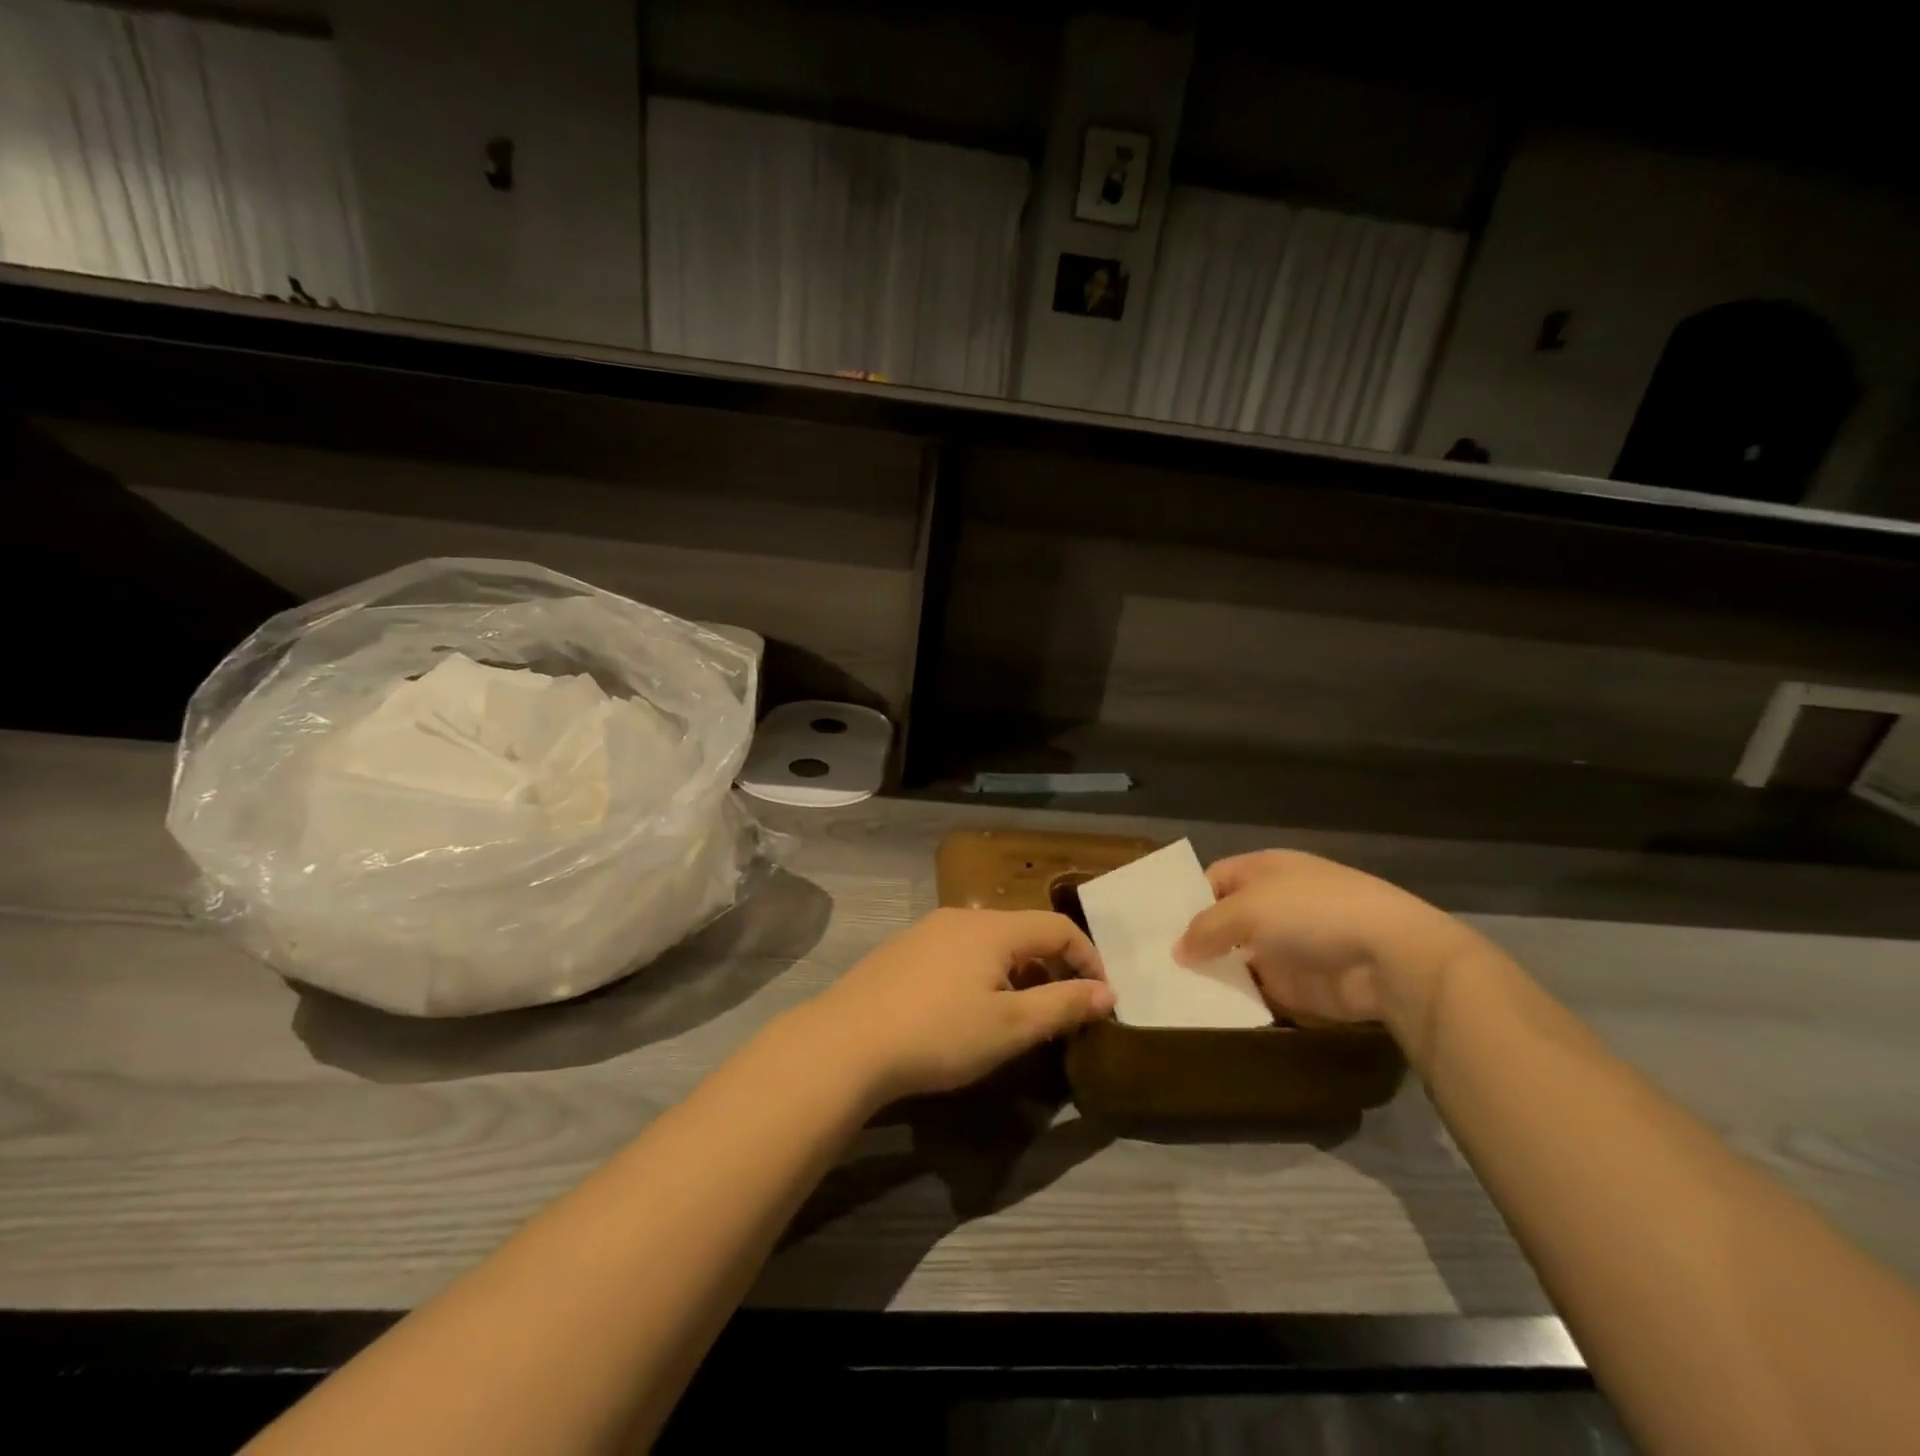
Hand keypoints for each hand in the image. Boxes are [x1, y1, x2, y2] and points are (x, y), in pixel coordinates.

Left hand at [797, 908, 1112, 1106]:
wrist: (847, 1042)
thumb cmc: (939, 1033)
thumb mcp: (1011, 1027)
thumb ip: (1063, 1005)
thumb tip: (1107, 992)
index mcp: (993, 928)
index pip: (1058, 927)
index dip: (1088, 959)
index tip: (1100, 1000)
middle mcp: (962, 917)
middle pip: (1023, 932)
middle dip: (1051, 967)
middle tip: (1060, 1012)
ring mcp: (927, 930)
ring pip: (989, 943)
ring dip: (1016, 973)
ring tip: (1016, 1015)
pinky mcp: (903, 950)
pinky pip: (958, 952)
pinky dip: (981, 973)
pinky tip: (966, 1010)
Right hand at [1173, 850, 1485, 1054]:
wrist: (1390, 958)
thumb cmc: (1311, 913)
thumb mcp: (1246, 909)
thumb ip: (1206, 928)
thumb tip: (1177, 950)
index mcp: (1264, 870)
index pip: (1213, 880)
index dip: (1186, 900)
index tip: (1155, 927)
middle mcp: (1273, 903)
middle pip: (1223, 921)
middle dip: (1195, 940)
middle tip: (1154, 963)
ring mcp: (1287, 945)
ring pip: (1237, 958)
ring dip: (1213, 972)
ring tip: (1170, 990)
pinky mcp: (1300, 984)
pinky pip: (1257, 989)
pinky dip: (1236, 999)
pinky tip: (1204, 1010)